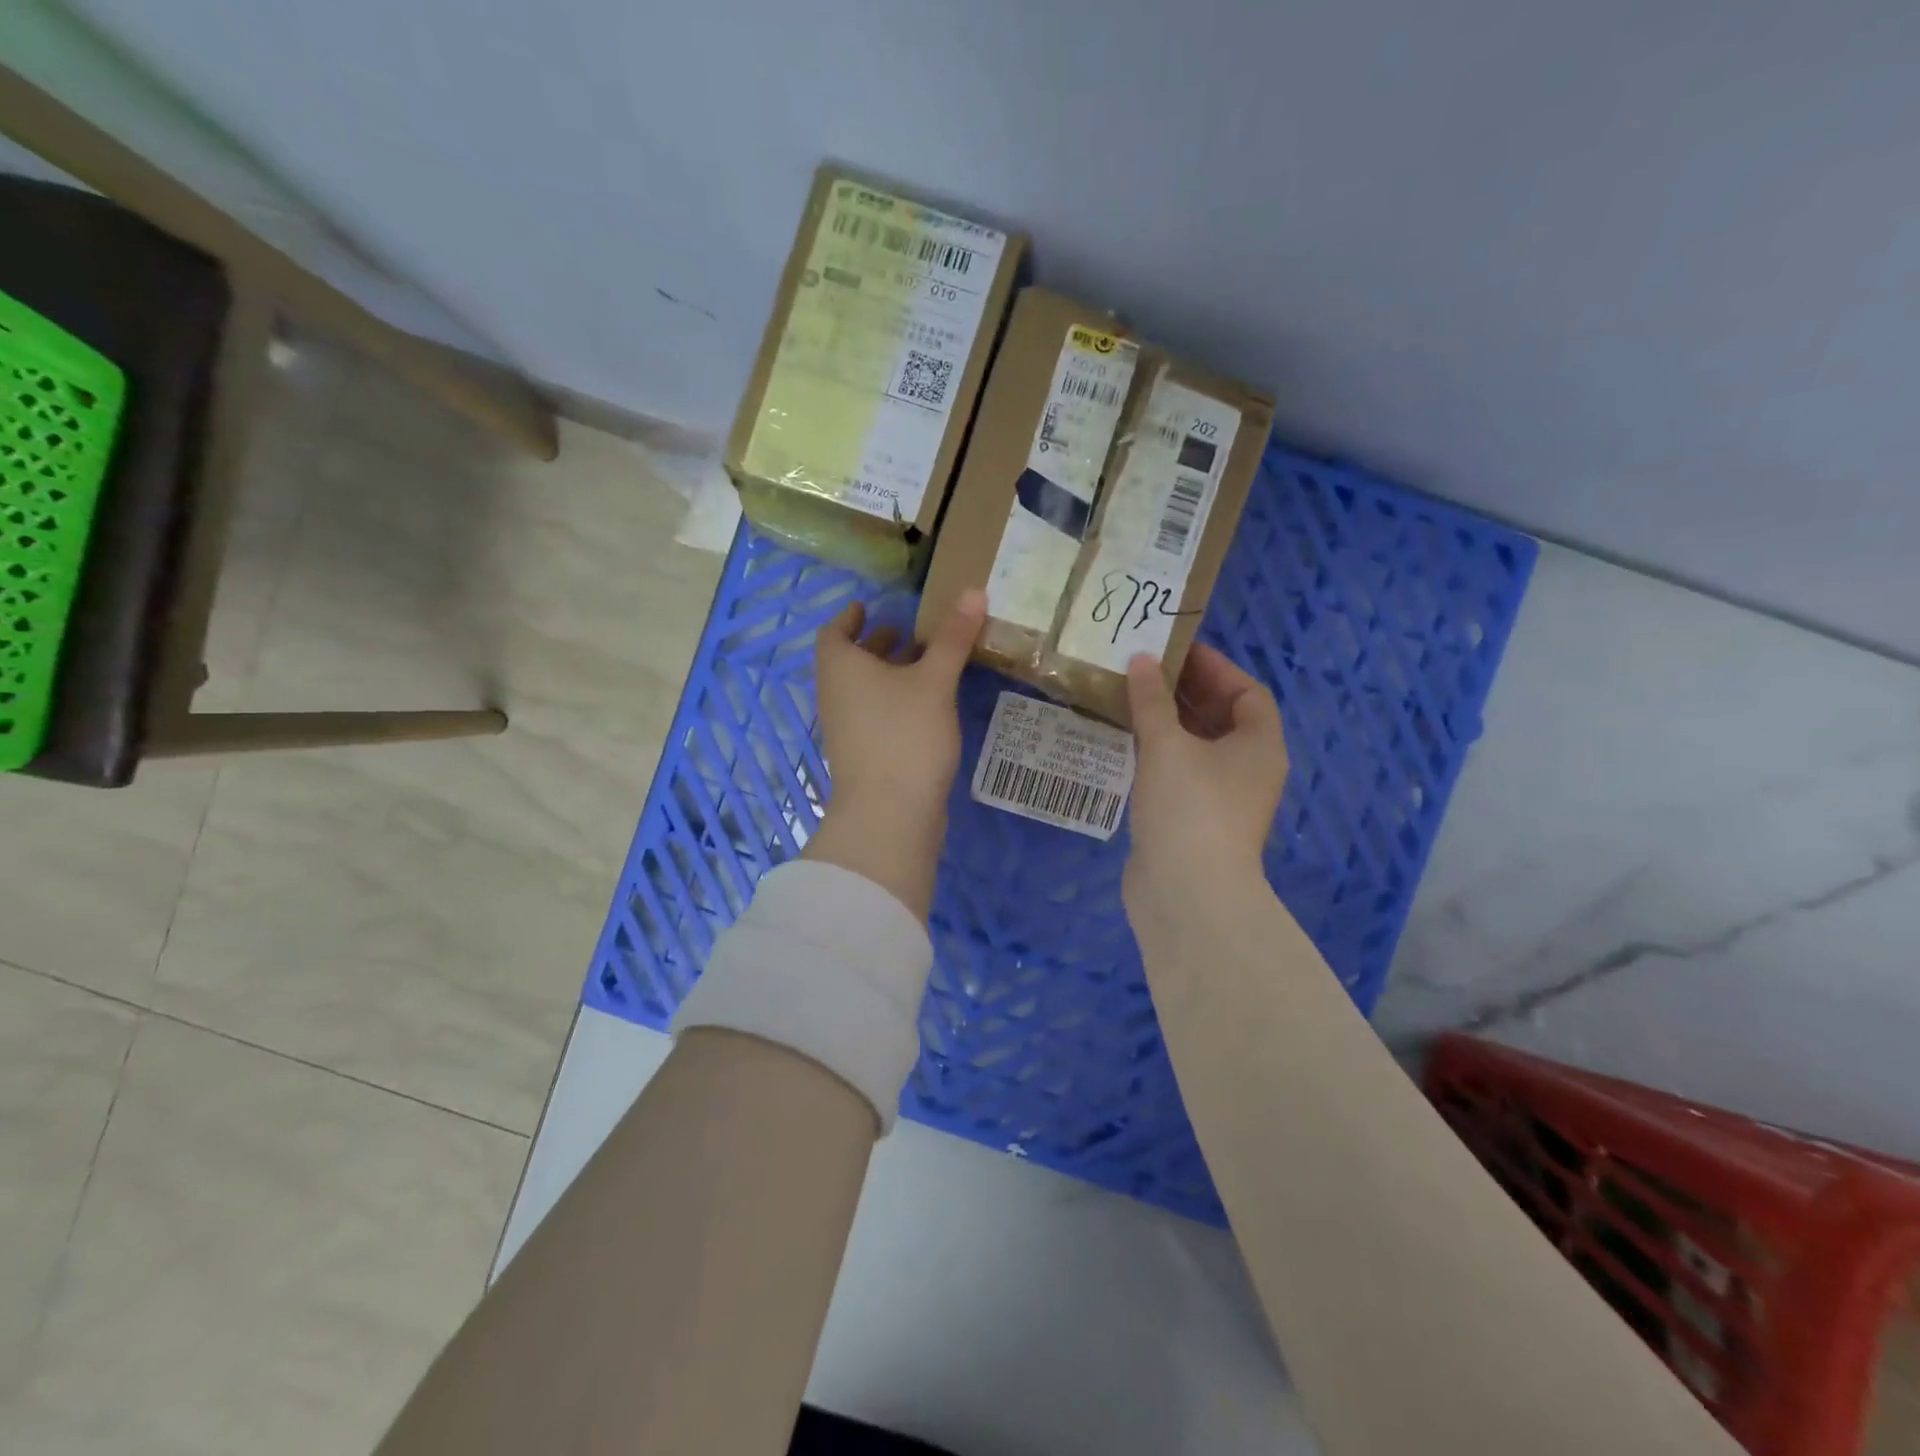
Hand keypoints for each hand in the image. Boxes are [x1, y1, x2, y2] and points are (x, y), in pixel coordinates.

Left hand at [803, 589, 986, 920]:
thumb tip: (974, 591)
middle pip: (850, 661)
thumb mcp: (934, 681)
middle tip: (908, 631)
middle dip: (876, 644)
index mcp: (841, 668)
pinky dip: (895, 700)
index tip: (867, 606)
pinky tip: (927, 704)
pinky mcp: (865, 755)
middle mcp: (836, 695)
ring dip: (889, 673)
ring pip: (864, 690)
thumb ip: (953, 638)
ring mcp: (848, 729)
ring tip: (925, 662)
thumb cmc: (905, 735)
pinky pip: (876, 714)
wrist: (889, 815)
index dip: (849, 617)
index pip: (834, 632)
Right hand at [1122, 644, 1288, 932]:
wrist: (1186, 892)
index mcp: (1259, 746)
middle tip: (1145, 671)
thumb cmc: (1189, 807)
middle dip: (1186, 693)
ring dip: (1168, 722)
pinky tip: (1126, 741)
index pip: (1248, 693)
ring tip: (1129, 698)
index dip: (1215, 668)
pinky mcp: (1194, 819)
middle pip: (1222, 718)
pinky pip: (1179, 772)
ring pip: (1197, 746)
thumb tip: (1140, 661)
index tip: (1176, 652)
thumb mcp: (1167, 745)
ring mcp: (1222, 798)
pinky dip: (1158, 753)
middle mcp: (1248, 769)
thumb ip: (1152, 700)